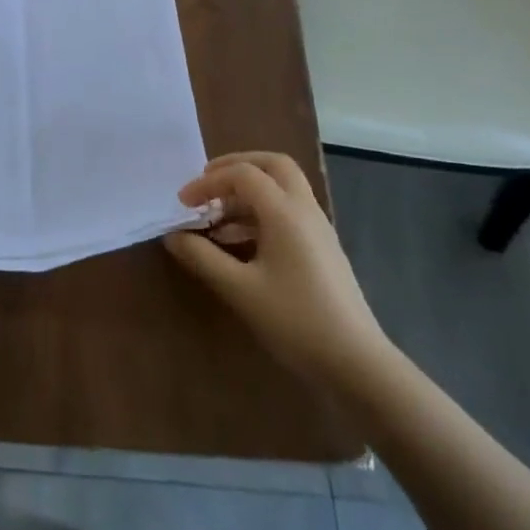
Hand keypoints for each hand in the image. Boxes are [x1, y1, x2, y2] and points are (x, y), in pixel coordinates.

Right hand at [163, 152, 391, 392]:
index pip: (242, 174)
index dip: (207, 183)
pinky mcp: (322, 249)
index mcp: (285, 212)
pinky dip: (260, 213)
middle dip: (236, 167)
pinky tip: (238, 243)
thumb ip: (202, 257)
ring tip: (215, 218)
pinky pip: (288, 213)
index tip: (182, 204)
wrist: (356, 364)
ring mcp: (318, 229)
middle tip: (208, 184)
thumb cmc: (295, 321)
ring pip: (282, 188)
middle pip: (273, 165)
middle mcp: (305, 210)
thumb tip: (173, 236)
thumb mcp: (239, 289)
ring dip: (247, 192)